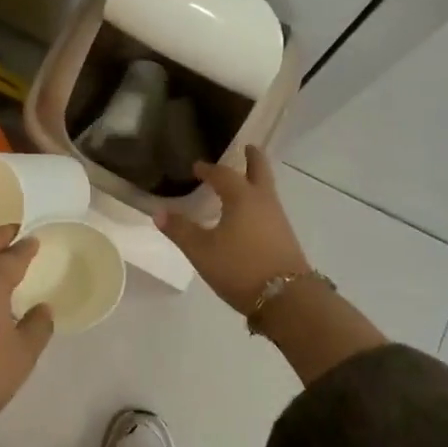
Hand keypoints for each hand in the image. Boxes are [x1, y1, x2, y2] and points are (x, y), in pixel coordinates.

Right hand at [156, 145, 310, 313]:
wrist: (288, 299)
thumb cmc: (240, 268)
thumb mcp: (202, 251)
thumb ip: (180, 230)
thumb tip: (159, 212)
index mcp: (241, 197)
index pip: (223, 174)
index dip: (208, 169)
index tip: (197, 167)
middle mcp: (263, 201)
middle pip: (259, 171)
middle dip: (252, 158)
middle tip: (247, 147)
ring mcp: (278, 219)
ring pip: (267, 189)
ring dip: (256, 180)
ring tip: (244, 181)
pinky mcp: (285, 237)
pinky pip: (269, 208)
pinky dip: (259, 201)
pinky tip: (250, 215)